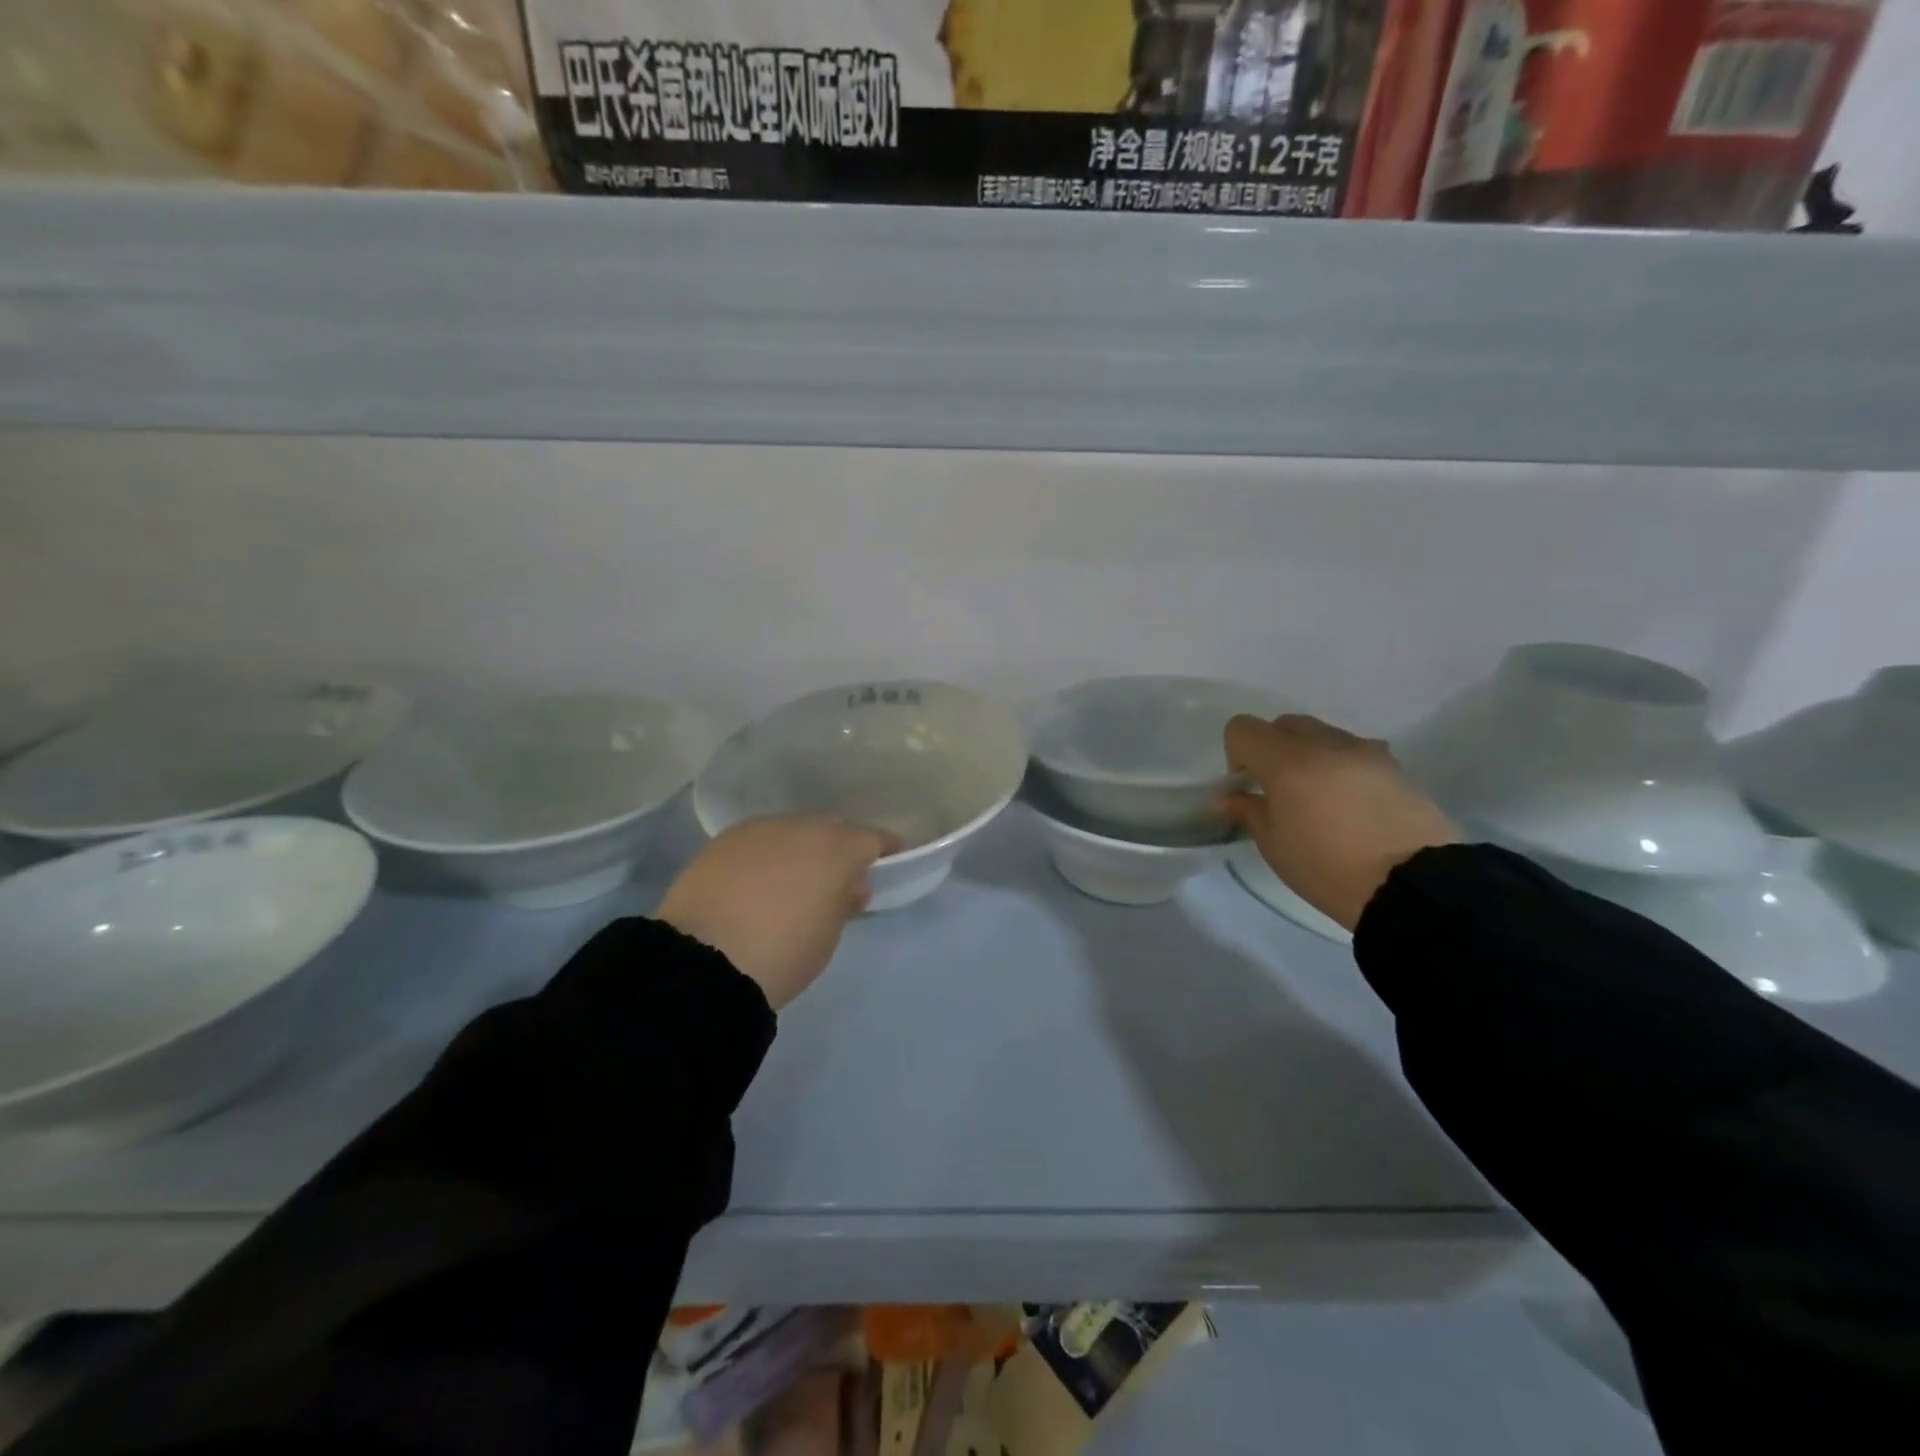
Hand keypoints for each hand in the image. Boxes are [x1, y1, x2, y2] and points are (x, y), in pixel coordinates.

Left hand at [658, 815, 899, 1010]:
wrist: (703, 963)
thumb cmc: (782, 954)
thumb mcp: (828, 936)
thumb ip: (844, 902)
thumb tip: (848, 885)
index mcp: (835, 848)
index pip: (872, 838)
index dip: (884, 848)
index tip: (890, 859)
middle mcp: (799, 827)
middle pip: (830, 828)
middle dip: (839, 846)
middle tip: (838, 875)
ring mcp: (756, 830)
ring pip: (790, 831)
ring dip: (799, 848)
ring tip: (794, 878)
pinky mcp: (721, 842)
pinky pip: (757, 841)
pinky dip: (766, 855)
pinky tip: (757, 880)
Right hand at [1222, 714, 1458, 932]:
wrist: (1414, 886)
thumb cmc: (1329, 869)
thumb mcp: (1275, 847)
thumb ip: (1249, 812)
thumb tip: (1230, 798)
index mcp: (1287, 762)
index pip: (1243, 728)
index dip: (1236, 754)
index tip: (1247, 787)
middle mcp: (1326, 745)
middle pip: (1285, 724)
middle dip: (1273, 749)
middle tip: (1279, 791)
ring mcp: (1366, 752)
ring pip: (1323, 735)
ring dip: (1310, 756)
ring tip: (1319, 799)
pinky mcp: (1396, 767)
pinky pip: (1356, 753)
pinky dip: (1342, 768)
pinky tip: (1352, 806)